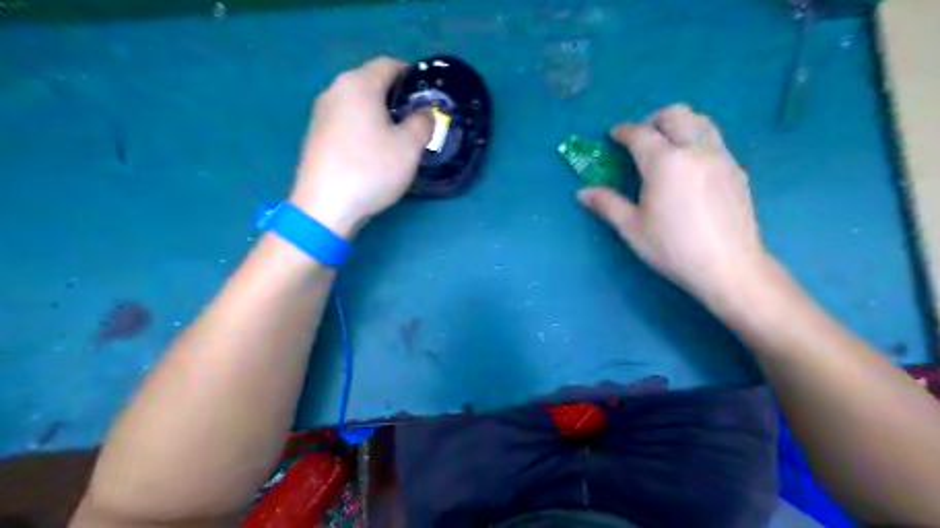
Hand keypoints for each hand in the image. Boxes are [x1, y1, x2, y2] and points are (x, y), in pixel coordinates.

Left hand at [290, 56, 431, 237]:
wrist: (324, 206)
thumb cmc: (371, 170)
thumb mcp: (409, 147)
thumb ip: (423, 122)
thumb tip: (424, 113)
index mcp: (358, 84)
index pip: (389, 65)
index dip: (411, 75)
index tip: (426, 96)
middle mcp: (335, 90)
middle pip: (371, 83)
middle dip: (396, 97)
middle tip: (415, 120)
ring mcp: (321, 113)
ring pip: (358, 104)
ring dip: (379, 114)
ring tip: (396, 138)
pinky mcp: (315, 135)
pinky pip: (346, 121)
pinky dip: (362, 128)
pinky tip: (371, 152)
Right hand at [581, 103, 770, 304]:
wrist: (728, 266)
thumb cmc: (673, 248)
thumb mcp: (632, 228)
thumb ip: (607, 204)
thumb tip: (582, 193)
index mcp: (664, 162)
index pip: (640, 134)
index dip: (623, 131)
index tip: (613, 135)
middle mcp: (694, 150)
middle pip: (675, 114)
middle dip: (652, 119)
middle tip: (640, 138)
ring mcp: (720, 157)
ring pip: (701, 121)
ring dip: (679, 124)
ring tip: (666, 145)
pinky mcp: (736, 169)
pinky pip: (715, 140)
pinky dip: (697, 140)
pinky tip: (689, 167)